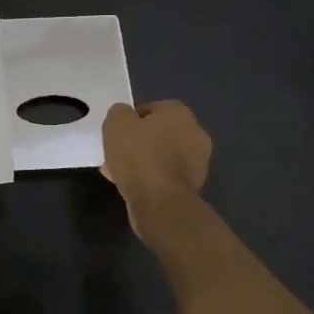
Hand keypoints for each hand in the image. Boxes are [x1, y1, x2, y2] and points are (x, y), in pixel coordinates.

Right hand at [101, 100, 211, 236]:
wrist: (160, 203)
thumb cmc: (139, 155)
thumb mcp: (117, 123)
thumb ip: (119, 113)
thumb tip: (124, 117)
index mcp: (180, 113)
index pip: (152, 109)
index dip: (131, 120)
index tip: (117, 133)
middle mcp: (195, 134)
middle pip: (159, 134)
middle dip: (139, 142)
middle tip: (118, 152)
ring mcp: (197, 163)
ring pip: (162, 157)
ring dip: (143, 162)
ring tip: (118, 172)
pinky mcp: (192, 188)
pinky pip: (165, 177)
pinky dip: (150, 179)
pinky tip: (130, 186)